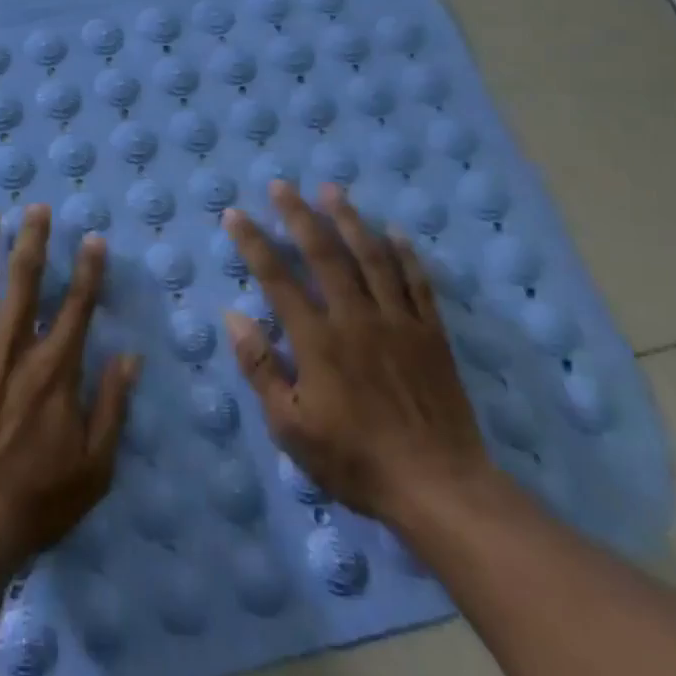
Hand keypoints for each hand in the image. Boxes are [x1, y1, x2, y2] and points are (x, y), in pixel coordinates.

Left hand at [0, 204, 141, 573]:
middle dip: (32, 240)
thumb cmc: (34, 500)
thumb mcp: (94, 466)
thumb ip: (113, 407)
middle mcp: (12, 347)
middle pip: (24, 281)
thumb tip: (130, 357)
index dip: (88, 270)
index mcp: (53, 368)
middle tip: (35, 206)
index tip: (92, 238)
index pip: (76, 306)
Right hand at [223, 181, 489, 524]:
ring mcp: (398, 322)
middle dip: (299, 215)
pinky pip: (418, 283)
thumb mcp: (291, 427)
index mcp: (317, 340)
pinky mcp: (432, 335)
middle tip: (282, 185)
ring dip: (349, 220)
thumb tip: (234, 316)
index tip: (234, 214)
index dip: (253, 242)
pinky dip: (405, 254)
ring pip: (371, 257)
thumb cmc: (356, 461)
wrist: (441, 489)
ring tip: (332, 190)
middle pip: (324, 254)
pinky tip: (394, 232)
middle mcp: (355, 318)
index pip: (276, 278)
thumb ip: (260, 368)